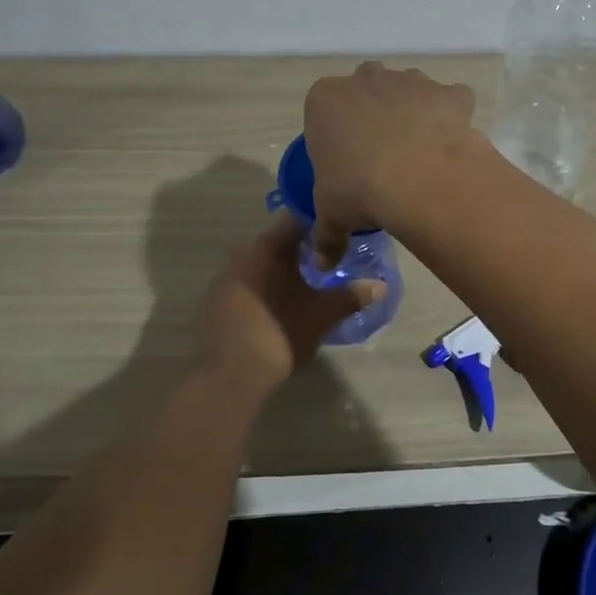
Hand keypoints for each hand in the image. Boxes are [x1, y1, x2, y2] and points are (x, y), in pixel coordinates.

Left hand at [196, 215, 385, 393]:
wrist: (229, 375)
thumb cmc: (280, 333)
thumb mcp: (322, 315)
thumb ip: (351, 296)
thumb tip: (381, 286)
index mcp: (267, 247)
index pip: (298, 219)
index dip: (321, 223)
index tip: (340, 231)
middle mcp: (242, 253)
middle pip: (278, 242)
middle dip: (302, 249)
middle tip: (329, 260)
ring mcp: (224, 278)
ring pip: (260, 264)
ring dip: (281, 270)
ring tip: (308, 284)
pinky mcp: (214, 302)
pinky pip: (247, 285)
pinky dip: (264, 289)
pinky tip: (279, 306)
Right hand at [303, 62, 477, 259]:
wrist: (422, 179)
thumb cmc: (360, 189)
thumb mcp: (332, 216)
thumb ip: (325, 236)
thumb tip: (321, 264)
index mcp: (325, 100)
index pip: (322, 111)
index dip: (334, 136)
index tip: (344, 164)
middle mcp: (365, 79)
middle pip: (365, 91)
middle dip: (371, 115)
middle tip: (379, 156)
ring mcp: (410, 80)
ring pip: (408, 89)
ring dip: (411, 112)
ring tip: (417, 152)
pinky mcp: (448, 92)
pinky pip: (451, 99)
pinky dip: (452, 116)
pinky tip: (450, 144)